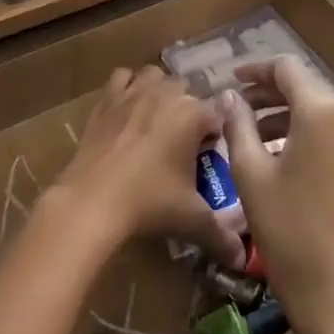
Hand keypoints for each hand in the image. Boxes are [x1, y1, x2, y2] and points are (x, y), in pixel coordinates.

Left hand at [54, 66, 244, 269]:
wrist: (92, 200)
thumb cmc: (149, 203)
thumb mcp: (191, 219)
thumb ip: (221, 236)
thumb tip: (240, 257)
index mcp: (194, 114)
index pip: (219, 114)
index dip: (217, 134)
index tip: (211, 155)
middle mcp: (166, 93)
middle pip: (188, 91)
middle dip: (190, 110)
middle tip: (184, 143)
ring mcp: (133, 92)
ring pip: (156, 76)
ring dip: (161, 91)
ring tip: (158, 121)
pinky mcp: (106, 99)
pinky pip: (122, 78)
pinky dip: (127, 87)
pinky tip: (127, 110)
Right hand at [218, 57, 333, 333]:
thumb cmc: (285, 227)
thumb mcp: (250, 171)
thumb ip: (238, 123)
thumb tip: (230, 97)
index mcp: (323, 112)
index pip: (287, 69)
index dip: (257, 69)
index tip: (233, 80)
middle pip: (307, 89)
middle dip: (270, 94)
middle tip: (239, 109)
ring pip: (324, 112)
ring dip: (289, 116)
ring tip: (256, 135)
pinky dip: (312, 135)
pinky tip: (288, 155)